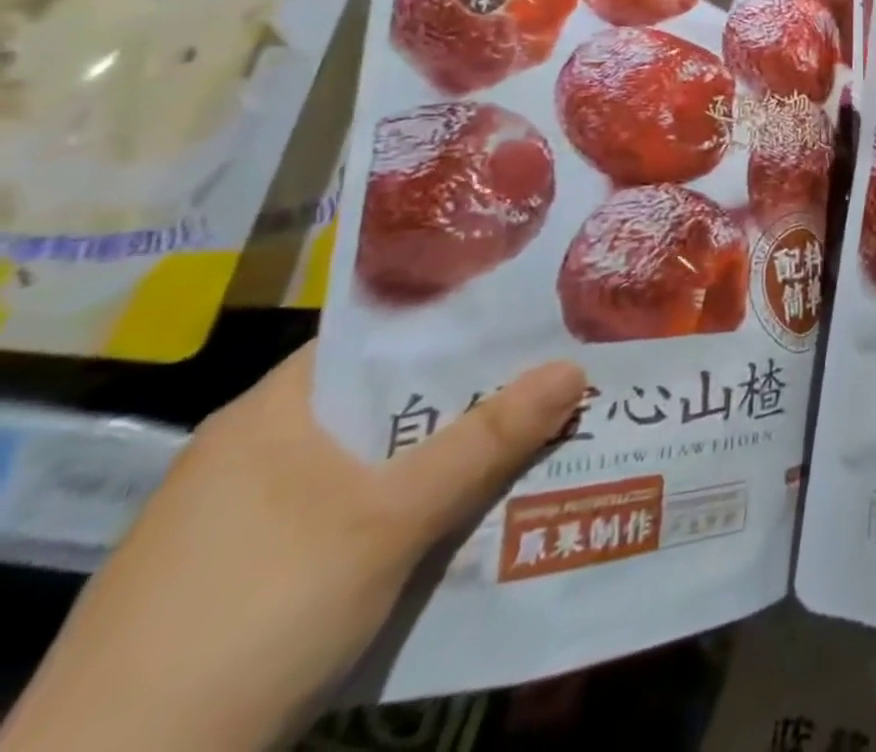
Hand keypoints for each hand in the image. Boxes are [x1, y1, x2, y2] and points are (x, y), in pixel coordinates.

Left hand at [0, 343, 584, 751]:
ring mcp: (245, 520)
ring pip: (375, 463)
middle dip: (471, 396)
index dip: (457, 323)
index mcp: (272, 412)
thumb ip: (486, 440)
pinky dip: (411, 507)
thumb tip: (575, 365)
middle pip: (386, 403)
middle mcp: (255, 452)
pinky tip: (464, 515)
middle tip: (553, 375)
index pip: (379, 338)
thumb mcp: (389, 519)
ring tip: (532, 436)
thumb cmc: (255, 612)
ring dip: (447, 457)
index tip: (530, 316)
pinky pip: (355, 514)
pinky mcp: (249, 578)